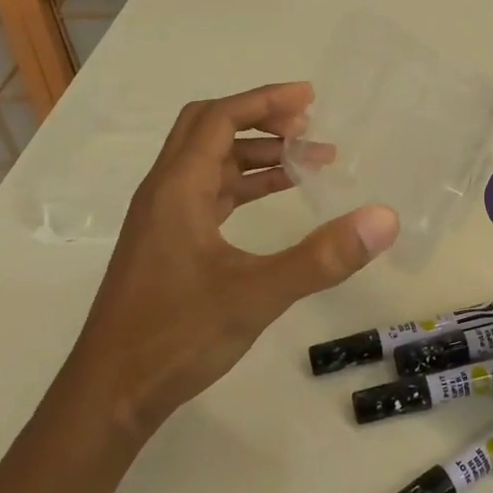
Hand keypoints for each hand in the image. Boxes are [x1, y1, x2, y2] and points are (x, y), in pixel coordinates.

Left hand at [73, 82, 397, 432]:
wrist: (110, 393)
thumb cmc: (176, 336)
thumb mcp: (257, 294)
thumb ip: (322, 257)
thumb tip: (383, 218)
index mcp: (178, 188)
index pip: (220, 118)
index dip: (265, 101)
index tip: (310, 99)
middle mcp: (164, 192)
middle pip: (207, 128)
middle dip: (259, 119)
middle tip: (307, 125)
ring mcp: (162, 218)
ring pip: (209, 163)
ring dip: (254, 154)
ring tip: (307, 162)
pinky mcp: (167, 242)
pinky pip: (208, 193)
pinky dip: (243, 185)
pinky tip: (274, 198)